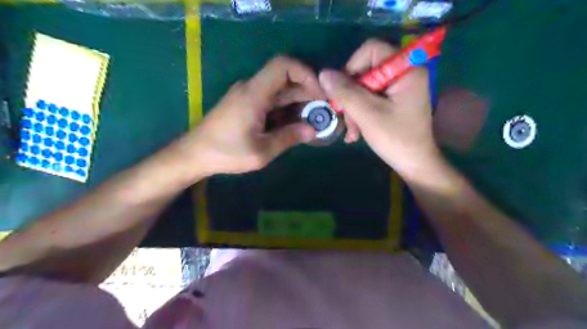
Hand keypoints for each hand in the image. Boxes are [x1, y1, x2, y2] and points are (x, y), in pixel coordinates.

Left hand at [179, 55, 325, 176]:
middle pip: (285, 78)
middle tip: (322, 112)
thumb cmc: (226, 153)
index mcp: (254, 93)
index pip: (283, 65)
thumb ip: (288, 138)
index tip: (320, 94)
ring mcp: (248, 95)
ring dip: (298, 101)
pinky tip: (294, 124)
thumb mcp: (261, 151)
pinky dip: (286, 108)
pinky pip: (271, 99)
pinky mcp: (246, 104)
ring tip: (312, 120)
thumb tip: (313, 130)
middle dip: (307, 92)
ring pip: (279, 89)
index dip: (306, 74)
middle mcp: (251, 88)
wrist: (194, 154)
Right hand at [320, 39, 440, 176]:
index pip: (371, 50)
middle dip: (351, 96)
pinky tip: (355, 132)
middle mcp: (403, 72)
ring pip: (363, 87)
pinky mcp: (393, 100)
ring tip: (352, 132)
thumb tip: (323, 73)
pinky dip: (360, 113)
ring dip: (353, 109)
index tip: (343, 91)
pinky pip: (369, 98)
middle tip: (346, 118)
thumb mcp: (367, 114)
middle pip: (365, 71)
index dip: (352, 67)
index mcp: (406, 69)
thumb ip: (345, 92)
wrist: (414, 164)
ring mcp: (398, 88)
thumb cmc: (396, 139)